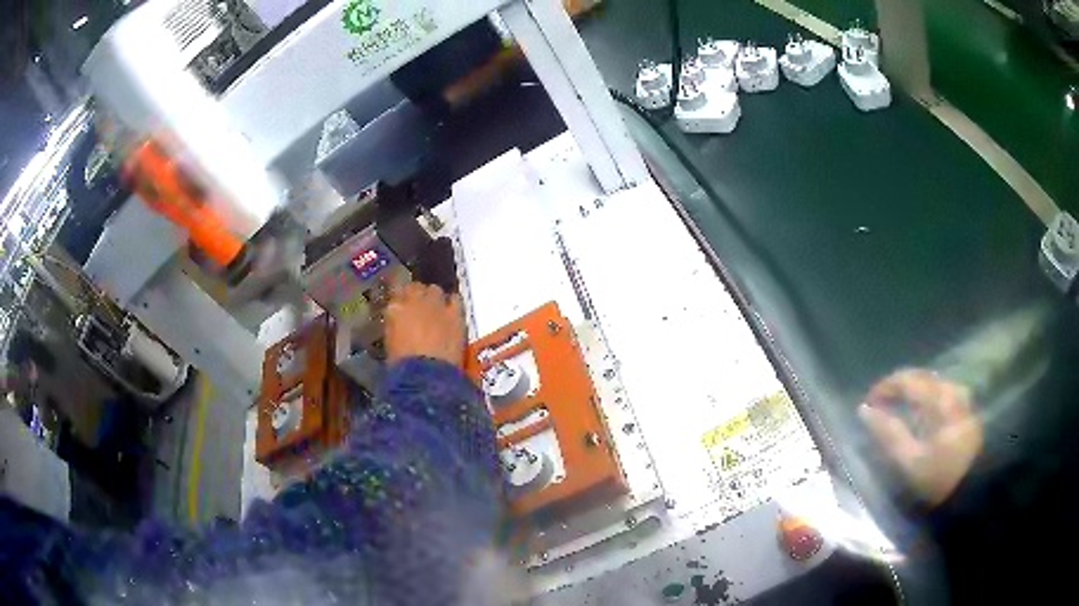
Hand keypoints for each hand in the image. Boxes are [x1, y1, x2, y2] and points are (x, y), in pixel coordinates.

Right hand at [385, 283, 465, 367]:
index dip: (400, 298)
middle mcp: (414, 301)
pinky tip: (452, 312)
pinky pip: (455, 299)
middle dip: (417, 295)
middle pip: (416, 287)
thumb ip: (395, 327)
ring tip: (435, 309)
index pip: (396, 293)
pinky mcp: (455, 313)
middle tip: (419, 307)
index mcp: (394, 310)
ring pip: (434, 290)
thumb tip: (400, 323)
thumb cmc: (403, 367)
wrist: (427, 375)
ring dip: (433, 298)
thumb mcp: (391, 344)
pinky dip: (452, 304)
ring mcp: (436, 304)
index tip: (402, 304)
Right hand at [859, 369, 983, 505]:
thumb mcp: (910, 462)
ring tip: (898, 410)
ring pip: (931, 385)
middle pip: (920, 377)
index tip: (867, 403)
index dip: (884, 388)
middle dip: (898, 388)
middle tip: (880, 406)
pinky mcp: (965, 410)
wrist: (973, 490)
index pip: (906, 379)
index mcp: (938, 398)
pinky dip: (925, 400)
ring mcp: (961, 398)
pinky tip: (919, 415)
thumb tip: (865, 410)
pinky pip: (940, 394)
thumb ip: (888, 434)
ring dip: (912, 393)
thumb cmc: (940, 477)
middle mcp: (951, 389)